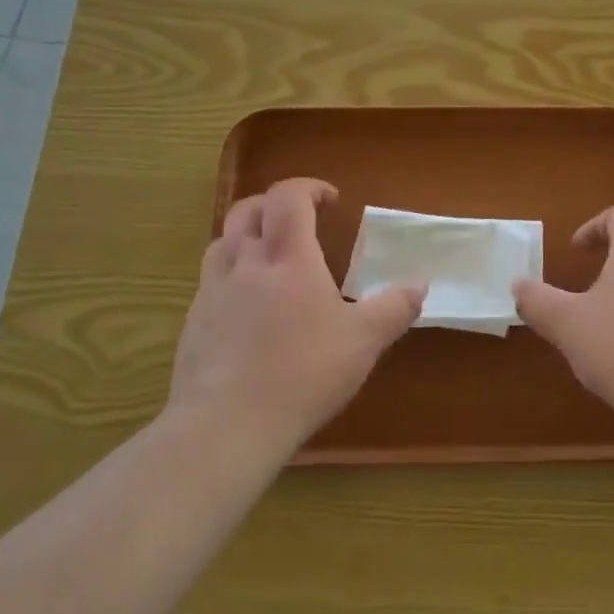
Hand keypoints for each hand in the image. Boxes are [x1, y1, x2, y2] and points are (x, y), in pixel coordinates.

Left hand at [172, 178, 423, 449]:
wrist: (227, 425)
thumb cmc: (303, 372)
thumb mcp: (364, 341)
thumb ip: (394, 308)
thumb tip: (420, 285)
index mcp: (287, 257)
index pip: (288, 197)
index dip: (309, 188)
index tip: (331, 200)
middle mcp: (243, 263)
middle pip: (248, 211)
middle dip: (274, 204)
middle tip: (299, 221)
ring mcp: (211, 293)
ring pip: (222, 243)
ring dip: (247, 237)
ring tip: (270, 259)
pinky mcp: (193, 324)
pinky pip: (210, 283)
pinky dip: (231, 277)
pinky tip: (248, 310)